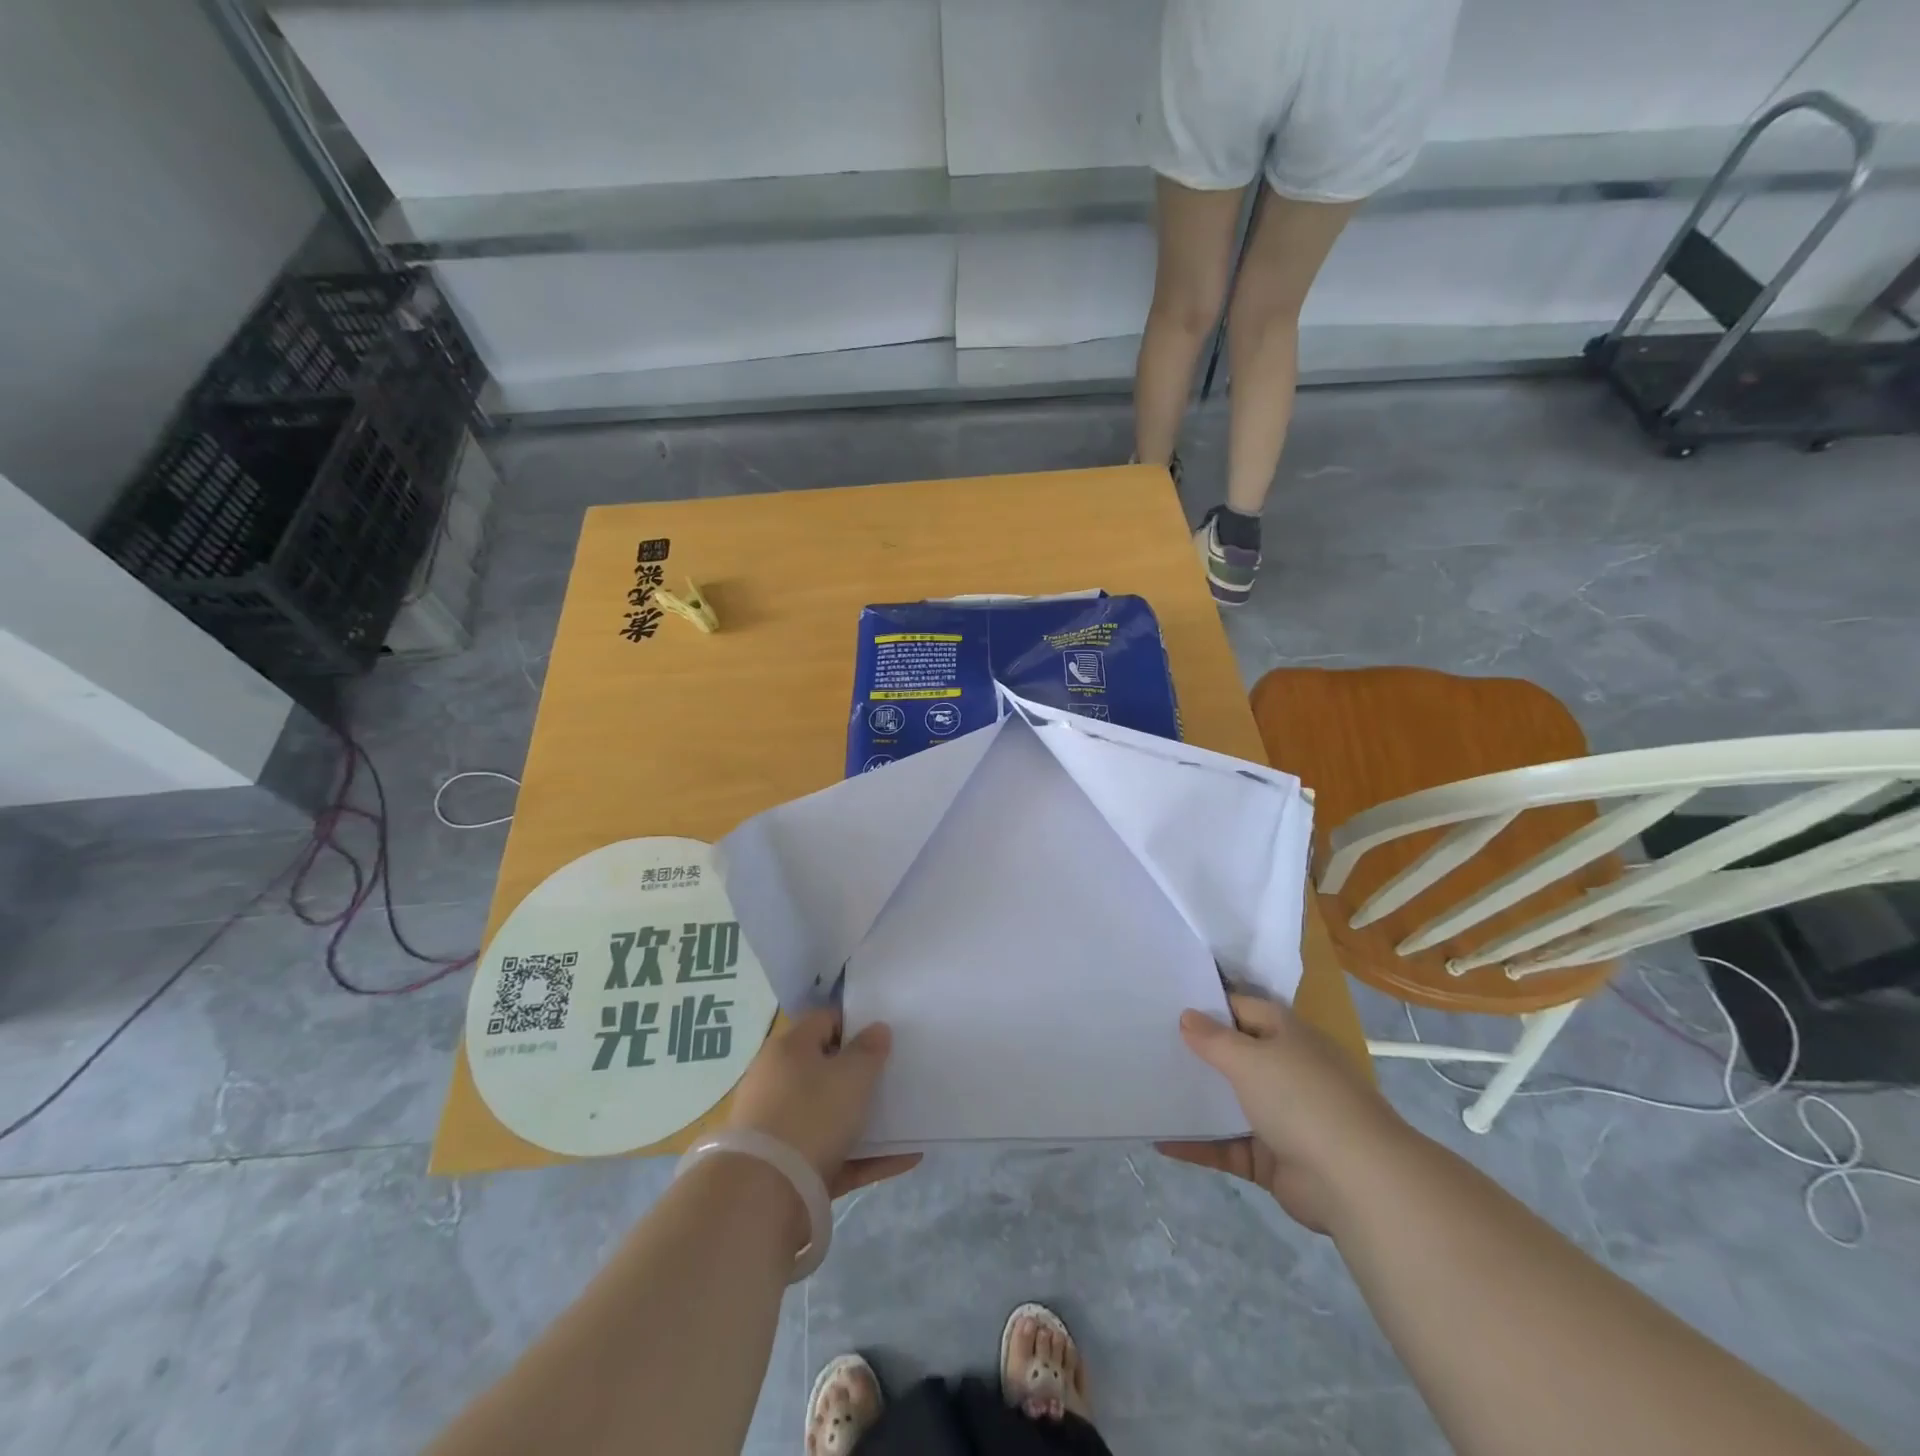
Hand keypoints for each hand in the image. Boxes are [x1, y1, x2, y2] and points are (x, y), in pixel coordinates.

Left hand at [726, 1008, 920, 1198]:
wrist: (762, 1195)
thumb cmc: (811, 1115)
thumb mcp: (851, 1075)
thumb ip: (869, 1050)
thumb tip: (876, 1028)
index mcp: (789, 1049)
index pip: (824, 1021)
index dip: (855, 1024)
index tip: (883, 1037)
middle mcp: (779, 1082)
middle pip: (826, 1070)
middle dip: (860, 1075)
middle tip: (894, 1077)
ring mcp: (781, 1128)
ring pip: (831, 1115)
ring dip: (867, 1119)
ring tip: (906, 1121)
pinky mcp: (789, 1169)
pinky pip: (835, 1155)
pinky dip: (866, 1156)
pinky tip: (905, 1159)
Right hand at [1159, 993, 1404, 1232]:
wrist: (1357, 1182)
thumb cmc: (1302, 1099)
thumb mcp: (1250, 1058)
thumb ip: (1213, 1038)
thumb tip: (1186, 1015)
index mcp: (1287, 1035)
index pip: (1241, 1009)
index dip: (1206, 1006)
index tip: (1164, 1004)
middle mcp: (1285, 1070)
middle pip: (1232, 1055)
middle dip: (1194, 1053)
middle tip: (1145, 1044)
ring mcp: (1280, 1116)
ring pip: (1227, 1102)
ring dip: (1194, 1100)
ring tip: (1146, 1089)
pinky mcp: (1271, 1159)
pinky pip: (1225, 1145)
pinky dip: (1197, 1144)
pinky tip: (1159, 1140)